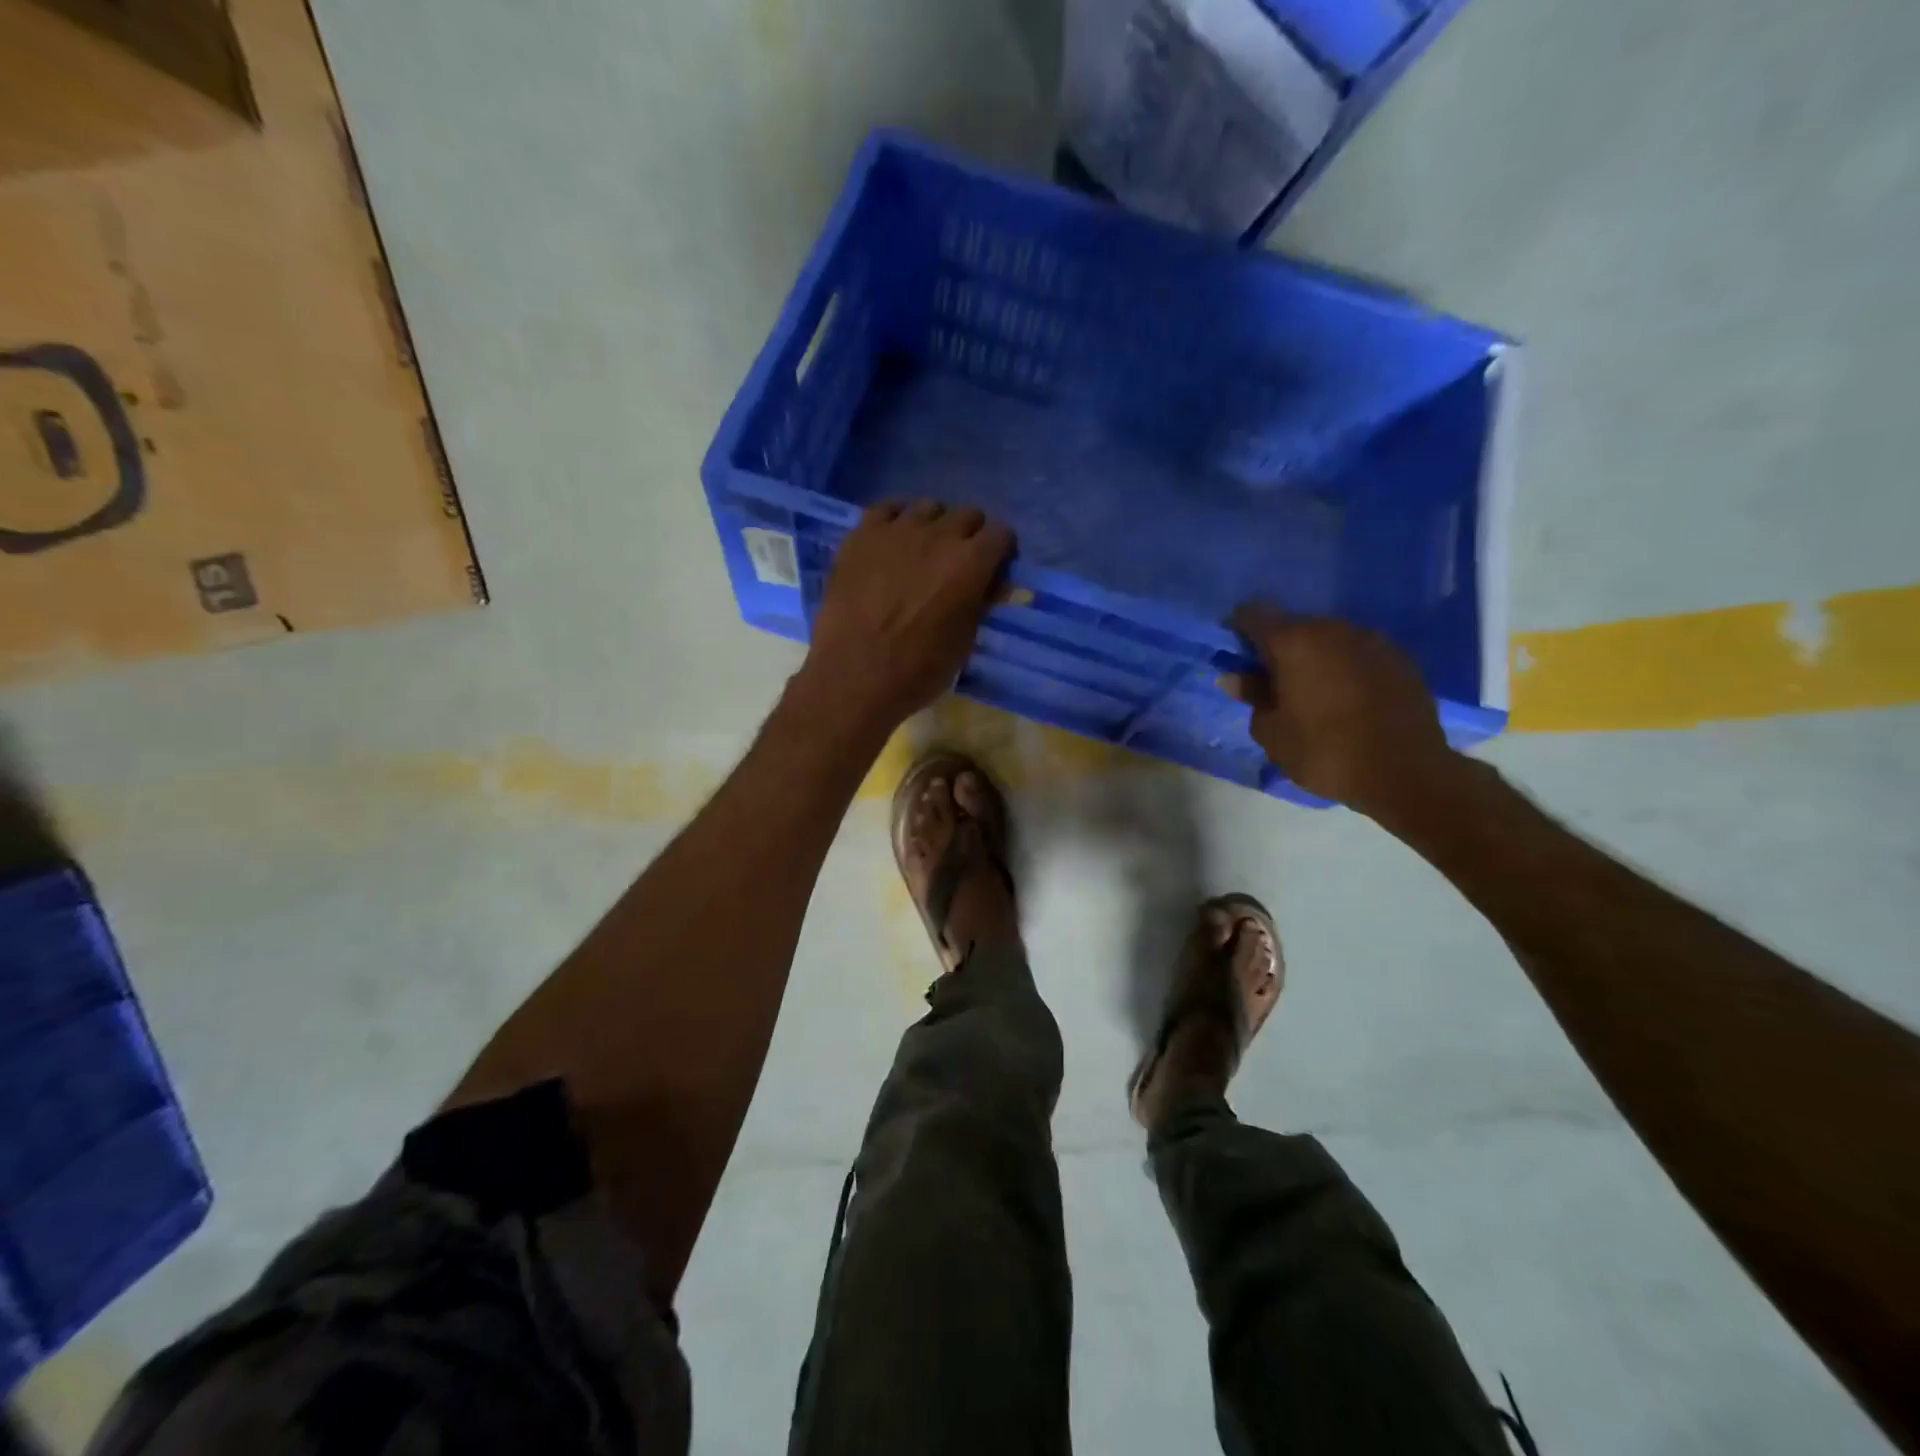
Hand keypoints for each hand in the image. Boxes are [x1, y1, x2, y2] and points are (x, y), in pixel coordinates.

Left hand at [801, 500, 1013, 733]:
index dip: (1000, 552)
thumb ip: (980, 603)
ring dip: (933, 525)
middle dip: (970, 535)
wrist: (854, 676)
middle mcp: (938, 535)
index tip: (993, 570)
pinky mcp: (861, 535)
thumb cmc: (917, 669)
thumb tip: (990, 584)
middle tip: (959, 563)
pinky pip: (886, 508)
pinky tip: (891, 541)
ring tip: (922, 551)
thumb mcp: (965, 642)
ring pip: (928, 507)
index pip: (1001, 533)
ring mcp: (896, 530)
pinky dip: (896, 520)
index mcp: (970, 563)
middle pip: (967, 515)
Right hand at [1225, 604, 1456, 819]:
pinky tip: (1348, 699)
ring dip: (1315, 658)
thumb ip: (1252, 696)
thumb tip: (1235, 677)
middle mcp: (1333, 629)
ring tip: (1313, 693)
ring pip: (1329, 639)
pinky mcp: (1401, 658)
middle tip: (1273, 683)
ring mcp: (1372, 640)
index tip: (1236, 656)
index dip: (1239, 630)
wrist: (1406, 773)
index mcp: (1294, 642)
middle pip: (1294, 625)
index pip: (1253, 614)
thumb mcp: (1272, 732)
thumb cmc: (1324, 753)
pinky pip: (1359, 654)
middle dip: (1279, 648)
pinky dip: (1346, 668)